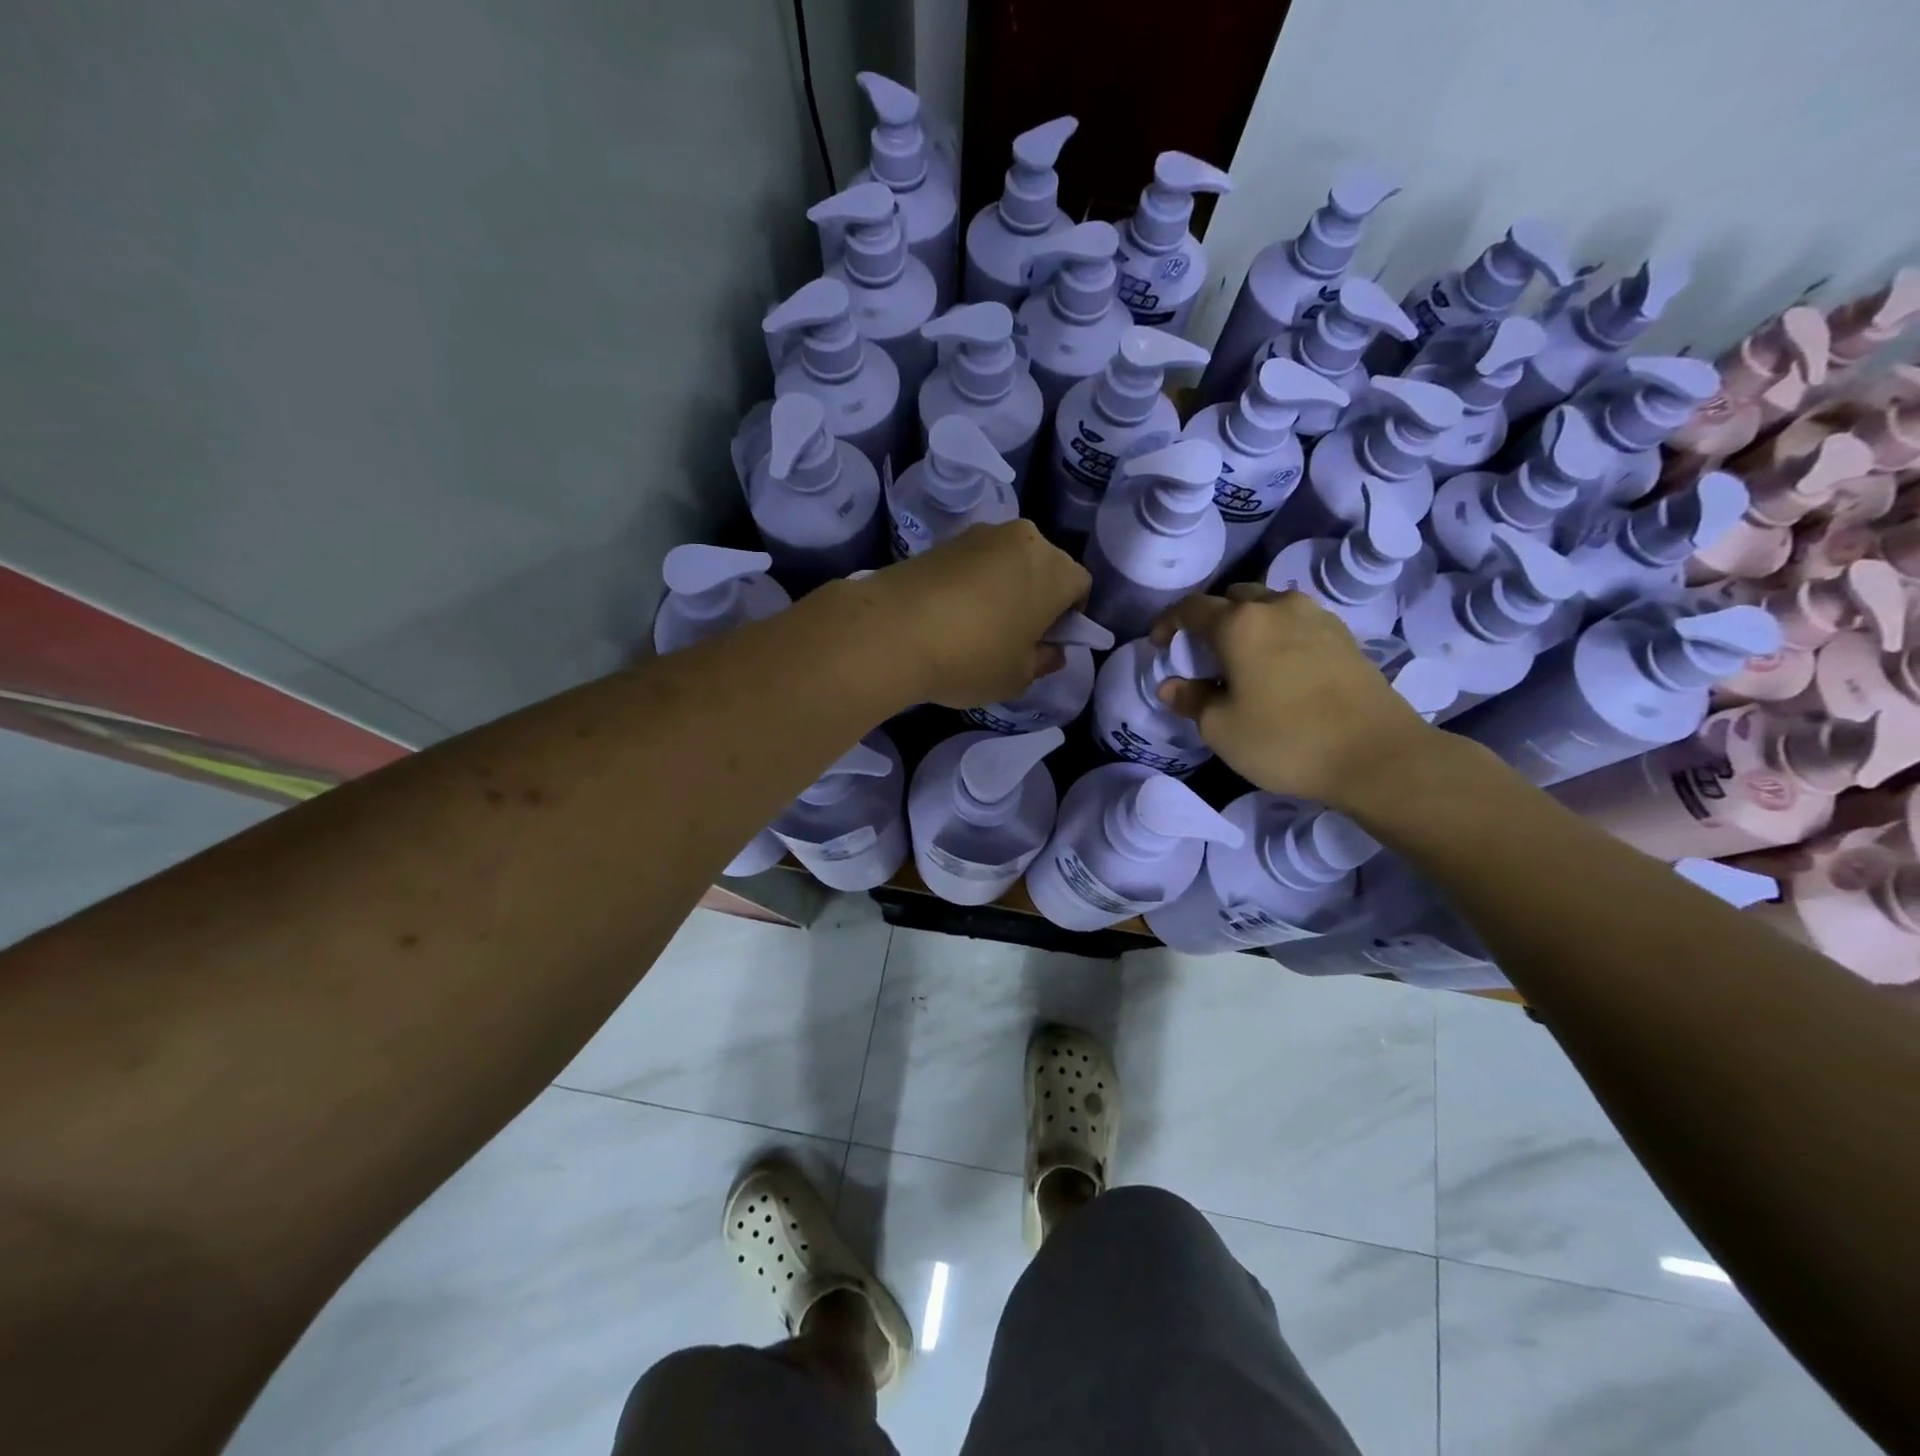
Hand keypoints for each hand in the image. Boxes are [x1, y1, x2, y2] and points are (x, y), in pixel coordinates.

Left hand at [859, 520, 1090, 708]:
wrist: (892, 630)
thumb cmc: (971, 657)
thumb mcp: (1017, 676)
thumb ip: (1043, 661)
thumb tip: (1052, 650)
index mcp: (1054, 570)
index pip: (1081, 586)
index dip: (1071, 616)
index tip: (1048, 641)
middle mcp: (1023, 539)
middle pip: (1045, 566)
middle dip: (1038, 596)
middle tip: (1016, 634)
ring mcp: (980, 534)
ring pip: (1007, 561)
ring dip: (1004, 586)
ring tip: (979, 625)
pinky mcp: (943, 540)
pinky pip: (974, 562)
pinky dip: (972, 583)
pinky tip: (951, 614)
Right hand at [1150, 586, 1442, 810]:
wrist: (1376, 755)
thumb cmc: (1285, 740)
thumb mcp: (1221, 728)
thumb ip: (1191, 700)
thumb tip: (1172, 686)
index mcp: (1240, 624)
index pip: (1191, 608)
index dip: (1168, 623)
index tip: (1159, 645)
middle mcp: (1277, 607)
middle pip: (1233, 598)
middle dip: (1211, 620)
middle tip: (1202, 654)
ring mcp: (1316, 617)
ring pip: (1269, 607)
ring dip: (1248, 625)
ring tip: (1242, 660)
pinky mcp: (1344, 636)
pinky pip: (1296, 623)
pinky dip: (1277, 636)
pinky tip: (1278, 668)